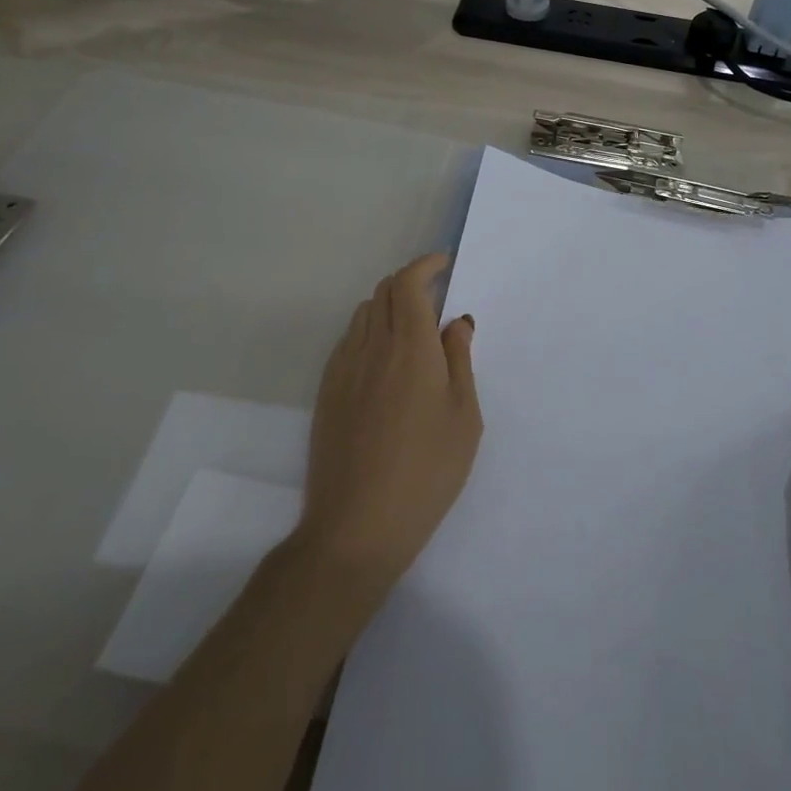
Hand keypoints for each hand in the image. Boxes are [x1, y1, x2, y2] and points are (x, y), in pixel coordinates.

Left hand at [294, 253, 481, 591]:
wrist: (356, 526)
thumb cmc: (427, 472)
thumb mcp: (464, 417)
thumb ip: (460, 360)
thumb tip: (455, 321)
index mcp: (410, 347)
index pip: (408, 283)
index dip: (425, 264)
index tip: (444, 264)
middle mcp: (372, 347)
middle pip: (384, 291)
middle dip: (410, 282)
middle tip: (434, 295)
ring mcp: (343, 368)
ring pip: (364, 314)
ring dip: (389, 305)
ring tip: (411, 329)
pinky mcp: (326, 391)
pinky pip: (349, 340)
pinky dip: (369, 331)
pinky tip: (384, 360)